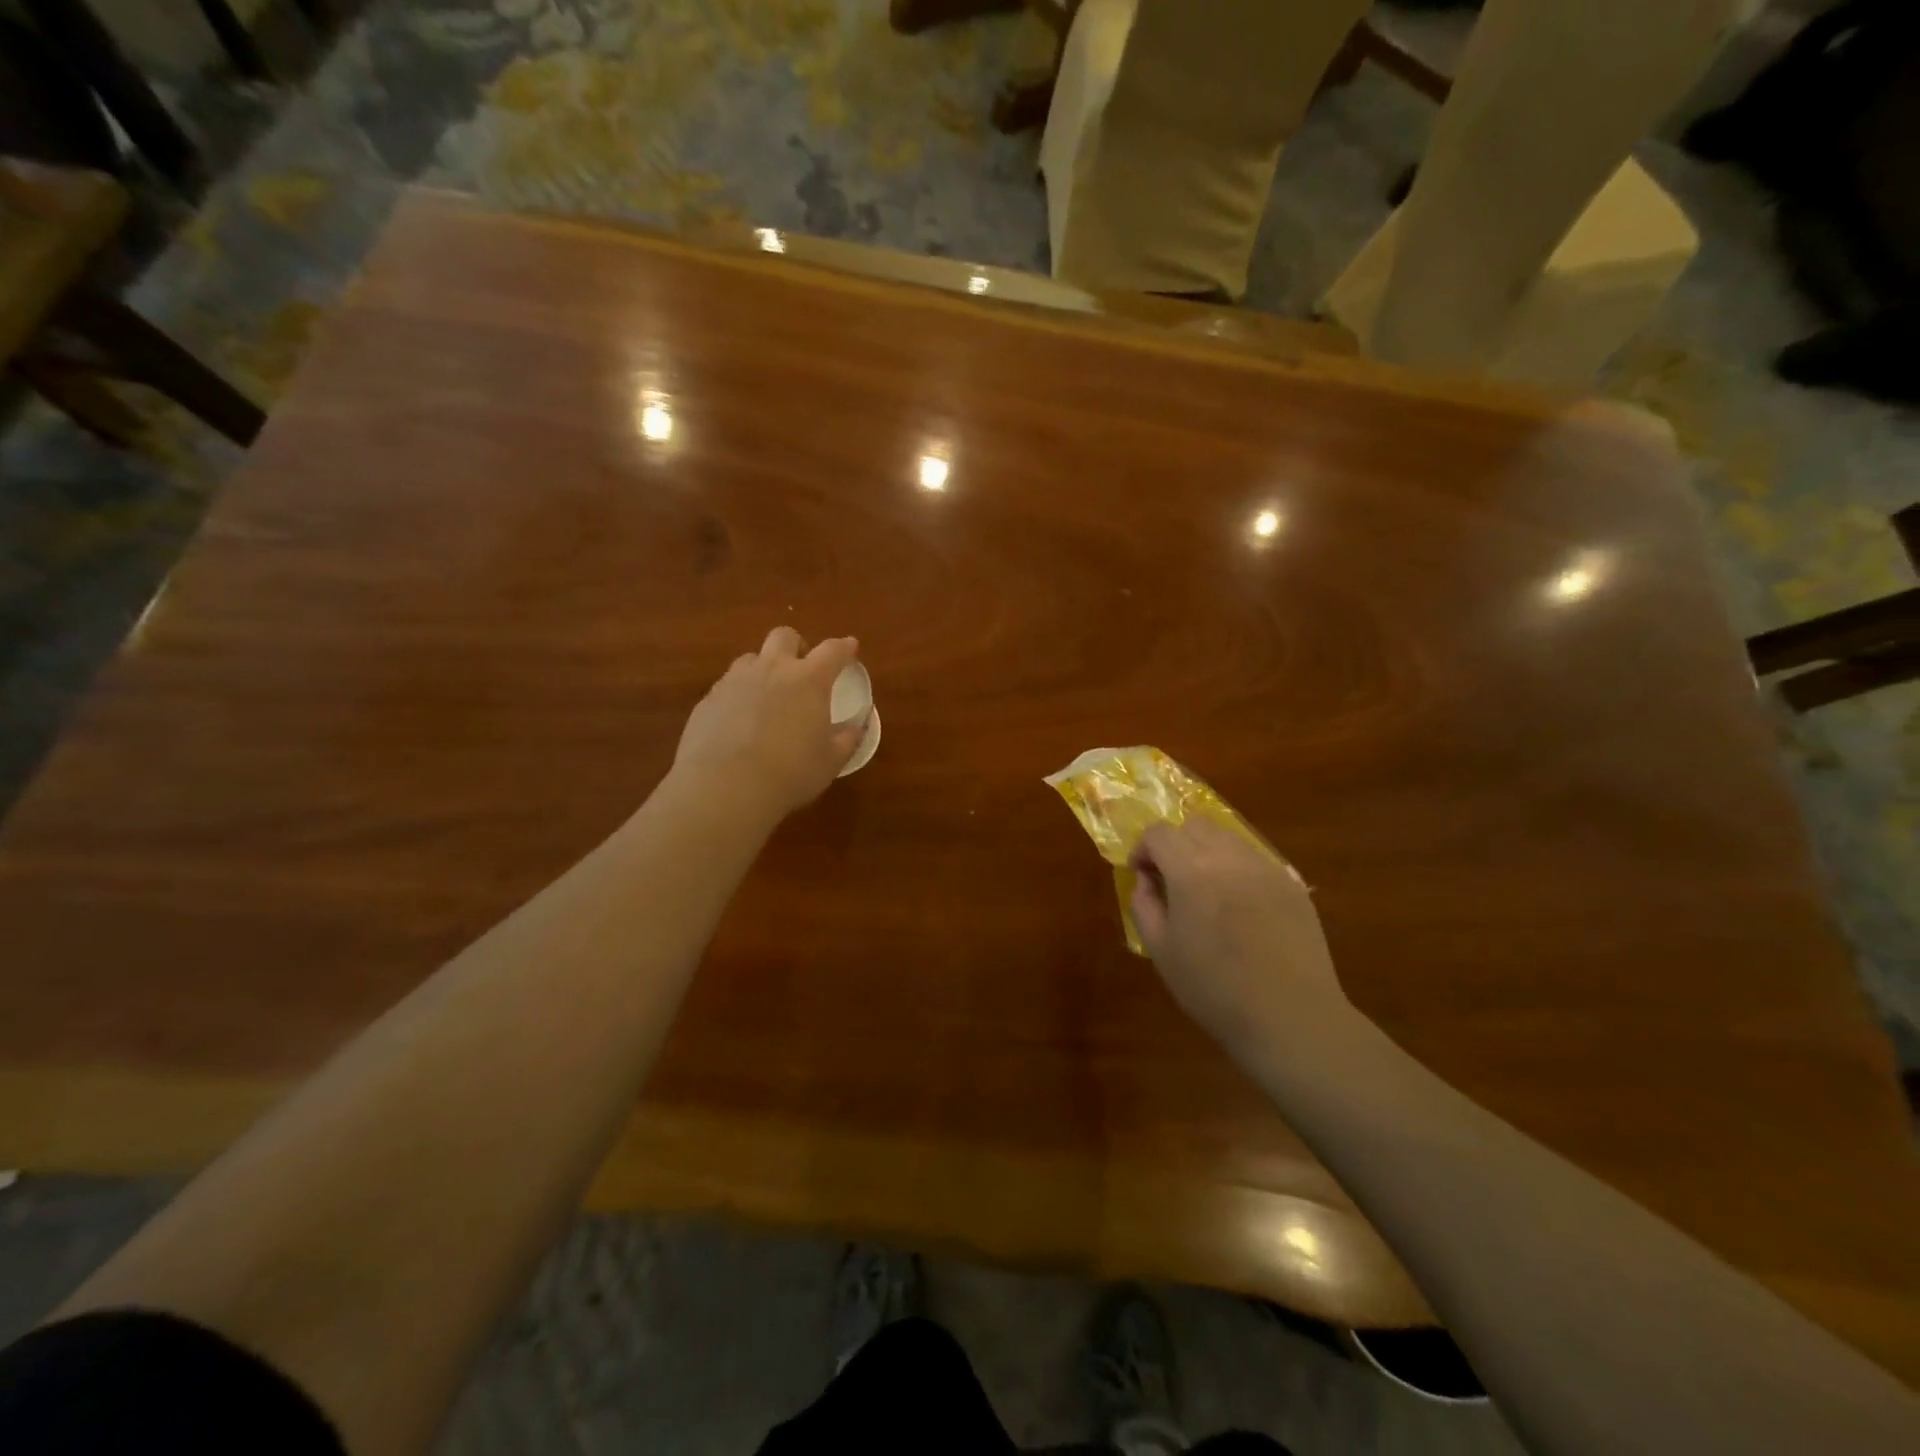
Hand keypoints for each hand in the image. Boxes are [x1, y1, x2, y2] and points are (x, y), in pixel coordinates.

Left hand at [672, 627, 864, 819]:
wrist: (725, 786)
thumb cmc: (791, 773)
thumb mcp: (831, 761)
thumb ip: (848, 738)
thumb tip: (858, 725)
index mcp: (808, 680)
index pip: (832, 651)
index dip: (844, 647)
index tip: (850, 647)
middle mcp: (771, 669)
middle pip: (784, 637)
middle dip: (796, 646)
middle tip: (801, 669)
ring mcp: (734, 681)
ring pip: (751, 658)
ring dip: (763, 669)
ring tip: (767, 696)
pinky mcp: (708, 700)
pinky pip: (727, 686)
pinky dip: (739, 696)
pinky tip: (739, 723)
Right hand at [1129, 819, 1349, 1061]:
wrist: (1291, 1017)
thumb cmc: (1214, 989)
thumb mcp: (1161, 951)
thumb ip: (1144, 905)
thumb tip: (1146, 880)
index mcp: (1191, 870)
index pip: (1159, 833)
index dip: (1143, 849)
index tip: (1142, 875)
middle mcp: (1229, 857)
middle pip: (1195, 825)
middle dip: (1175, 844)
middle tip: (1171, 879)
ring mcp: (1266, 868)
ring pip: (1228, 838)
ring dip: (1207, 852)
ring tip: (1207, 891)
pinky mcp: (1293, 884)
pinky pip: (1256, 860)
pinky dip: (1237, 869)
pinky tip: (1240, 907)